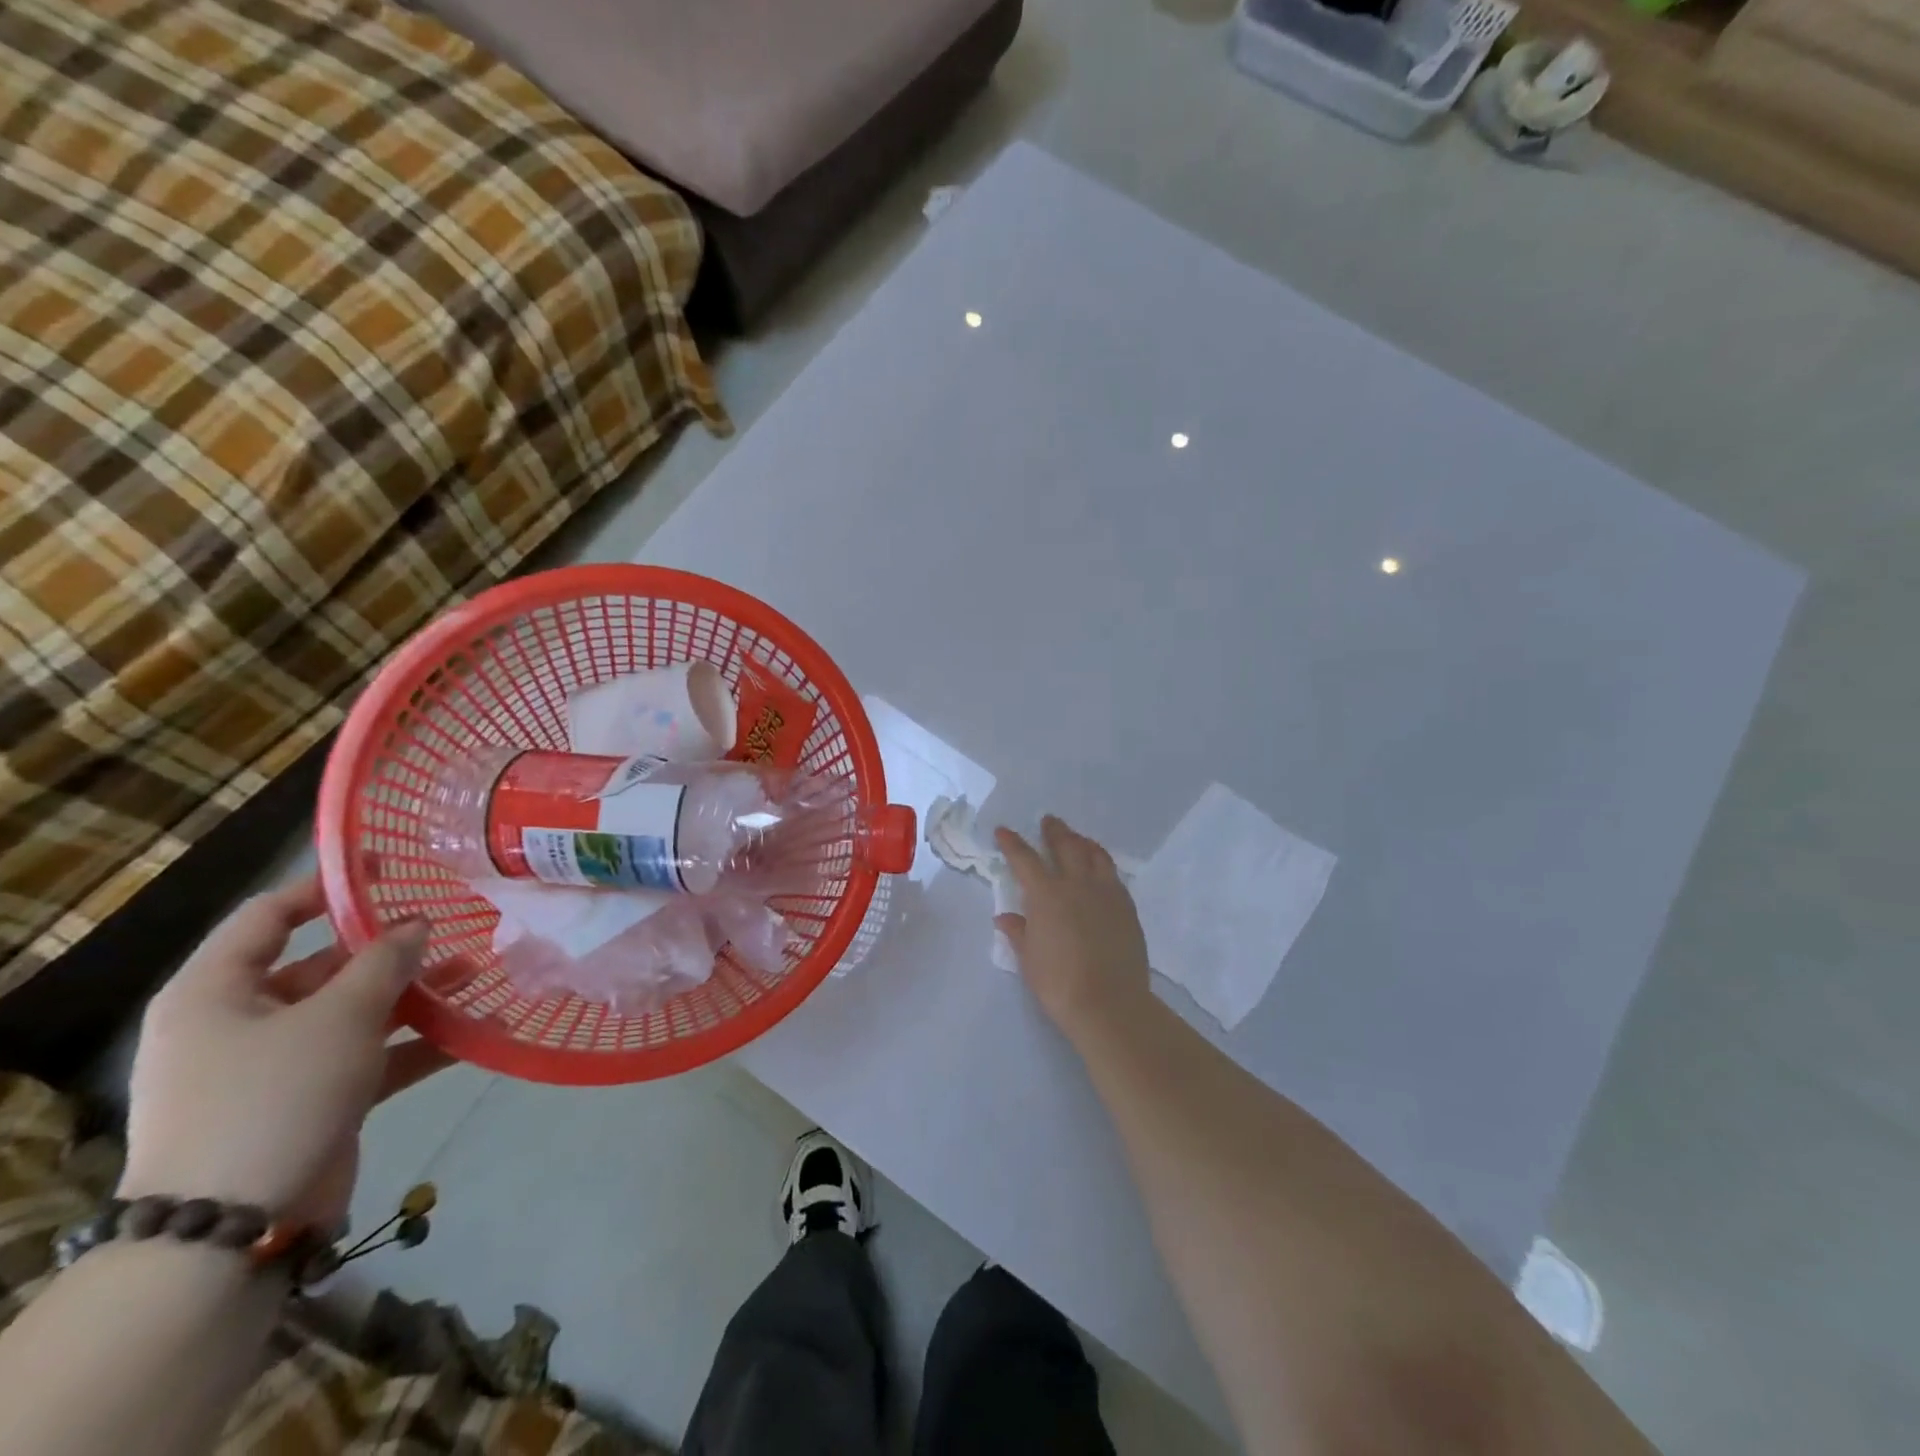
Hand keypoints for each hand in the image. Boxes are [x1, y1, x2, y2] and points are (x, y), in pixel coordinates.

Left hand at [119, 875, 453, 1231]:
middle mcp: (240, 1022)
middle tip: (452, 930)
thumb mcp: (338, 1016)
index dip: (328, 887)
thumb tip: (417, 924)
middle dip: (391, 950)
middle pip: (322, 965)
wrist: (230, 1231)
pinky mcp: (309, 1101)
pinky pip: (368, 1057)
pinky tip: (474, 1033)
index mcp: (216, 992)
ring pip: (354, 1012)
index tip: (390, 870)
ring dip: (414, 996)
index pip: (269, 916)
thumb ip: (384, 962)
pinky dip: (414, 1045)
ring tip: (477, 975)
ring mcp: (275, 1066)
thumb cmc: (274, 1097)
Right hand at [995, 816, 1152, 1039]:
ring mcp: (1106, 893)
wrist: (1109, 1002)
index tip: (1004, 830)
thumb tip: (1004, 917)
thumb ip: (1018, 932)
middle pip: (1066, 846)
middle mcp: (1076, 884)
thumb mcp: (1029, 959)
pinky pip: (1113, 875)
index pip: (1025, 859)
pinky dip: (1103, 864)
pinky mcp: (1127, 907)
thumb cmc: (1059, 983)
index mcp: (1046, 894)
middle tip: (1049, 821)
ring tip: (1078, 839)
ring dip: (1083, 842)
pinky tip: (1101, 870)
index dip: (1013, 843)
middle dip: (1055, 831)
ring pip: (1096, 855)